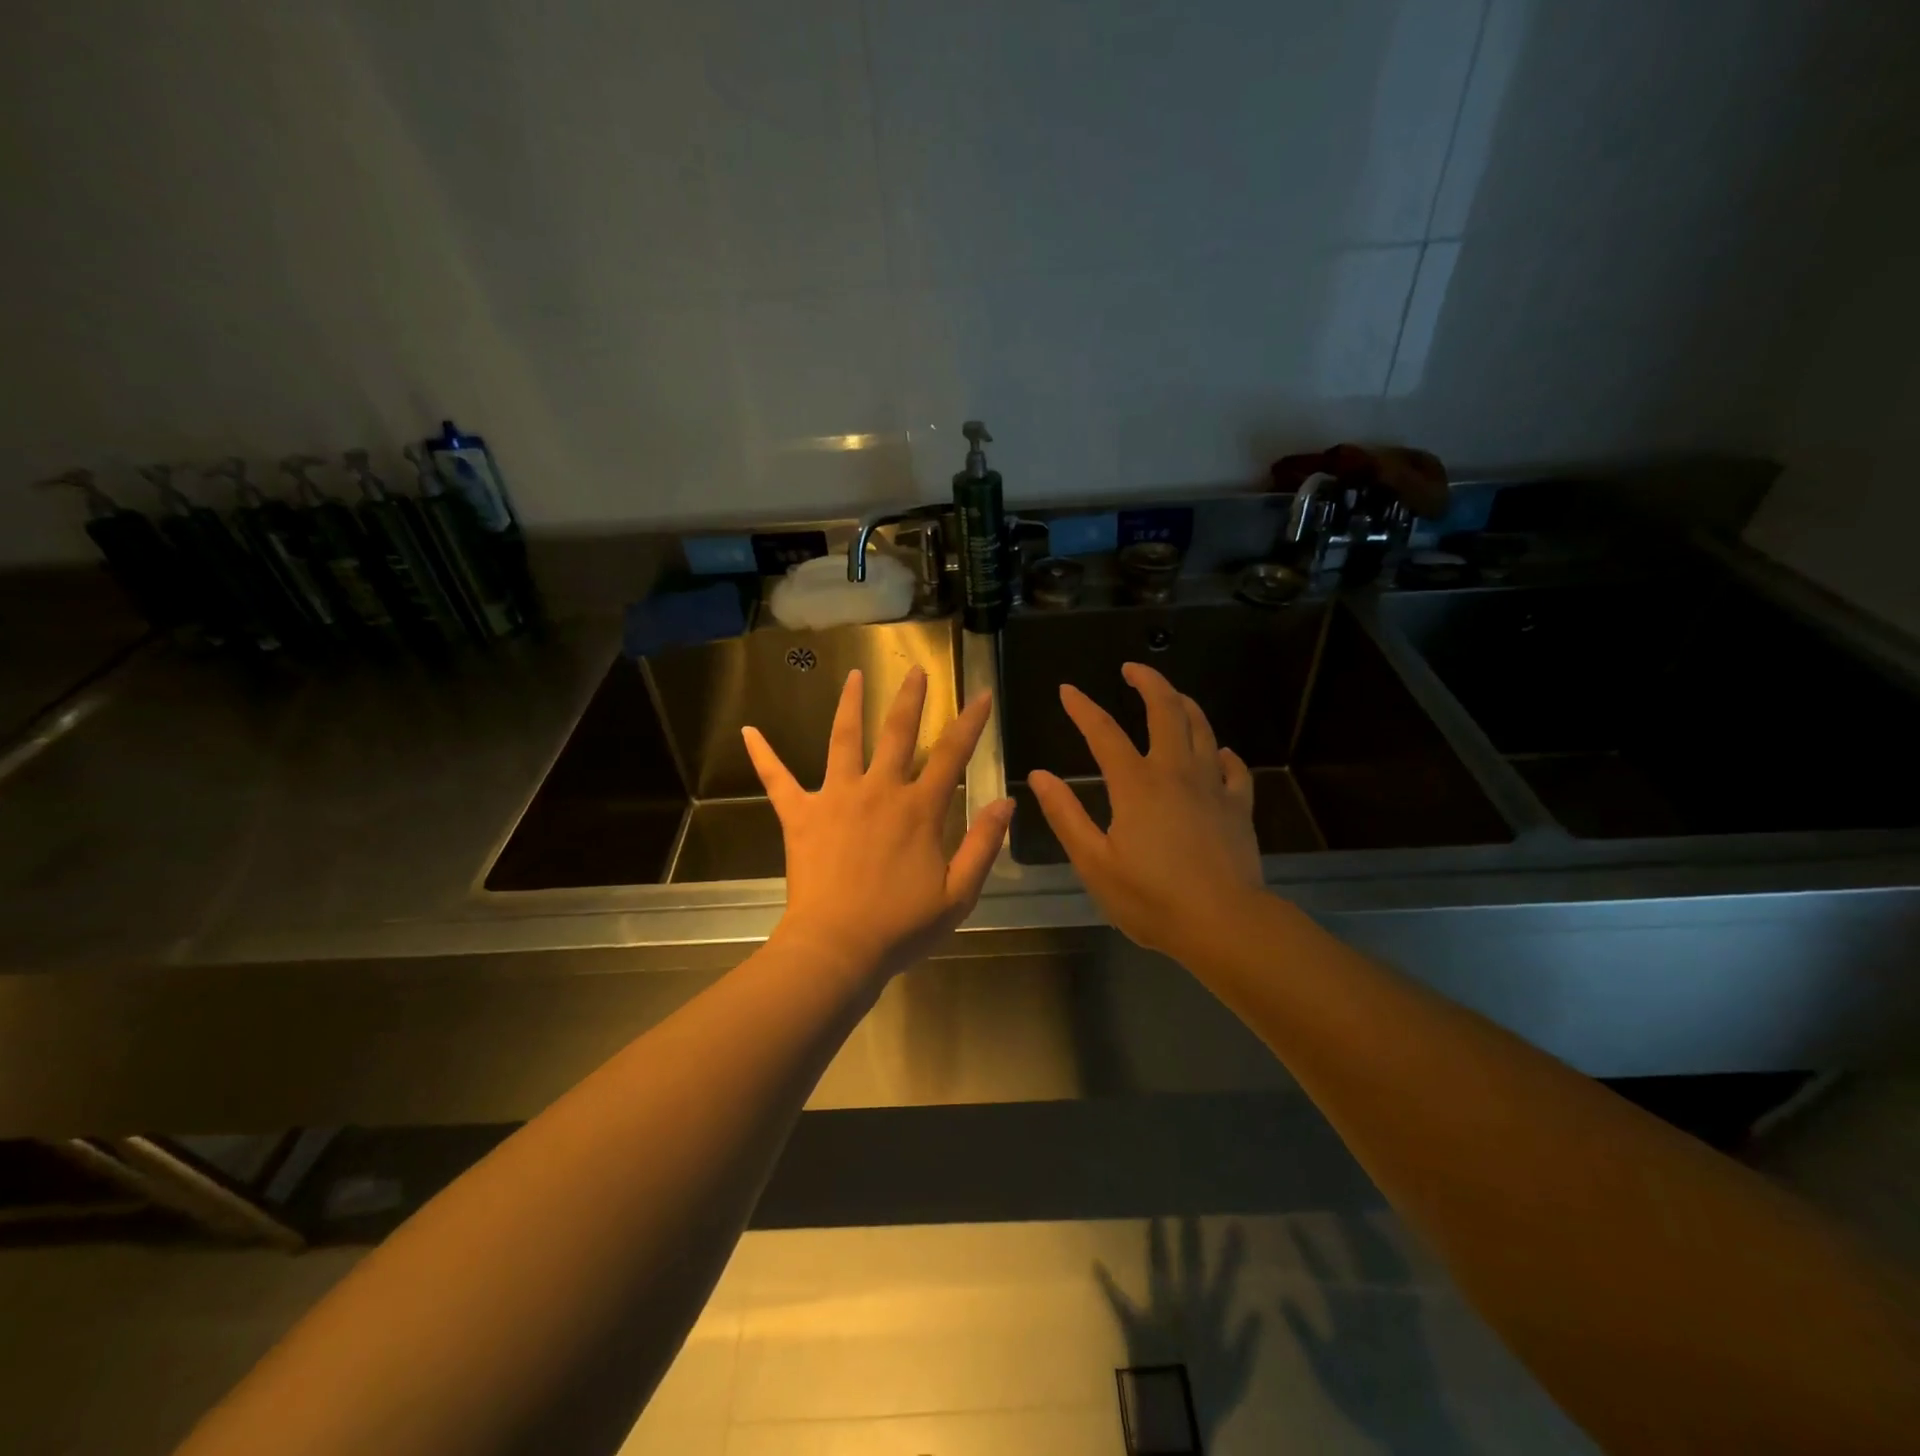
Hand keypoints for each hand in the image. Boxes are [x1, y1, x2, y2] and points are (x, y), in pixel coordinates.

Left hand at [744, 665, 1012, 982]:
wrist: (837, 949)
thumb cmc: (902, 927)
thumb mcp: (959, 893)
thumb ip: (983, 844)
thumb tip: (1006, 801)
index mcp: (919, 809)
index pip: (952, 754)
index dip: (970, 722)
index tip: (983, 693)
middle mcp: (879, 791)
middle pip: (897, 733)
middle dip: (910, 698)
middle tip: (915, 670)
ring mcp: (836, 798)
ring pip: (843, 740)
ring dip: (849, 705)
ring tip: (854, 676)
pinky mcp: (801, 815)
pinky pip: (778, 779)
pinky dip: (764, 755)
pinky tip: (749, 731)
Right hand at [1028, 662, 1263, 959]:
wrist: (1224, 924)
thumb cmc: (1151, 898)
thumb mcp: (1094, 862)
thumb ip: (1066, 815)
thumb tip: (1040, 775)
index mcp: (1136, 784)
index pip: (1103, 732)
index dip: (1083, 707)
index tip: (1067, 690)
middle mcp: (1176, 772)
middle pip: (1166, 711)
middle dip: (1148, 682)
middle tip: (1133, 668)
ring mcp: (1212, 787)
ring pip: (1202, 729)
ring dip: (1185, 705)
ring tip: (1172, 695)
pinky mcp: (1238, 807)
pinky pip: (1234, 768)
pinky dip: (1222, 753)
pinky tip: (1218, 753)